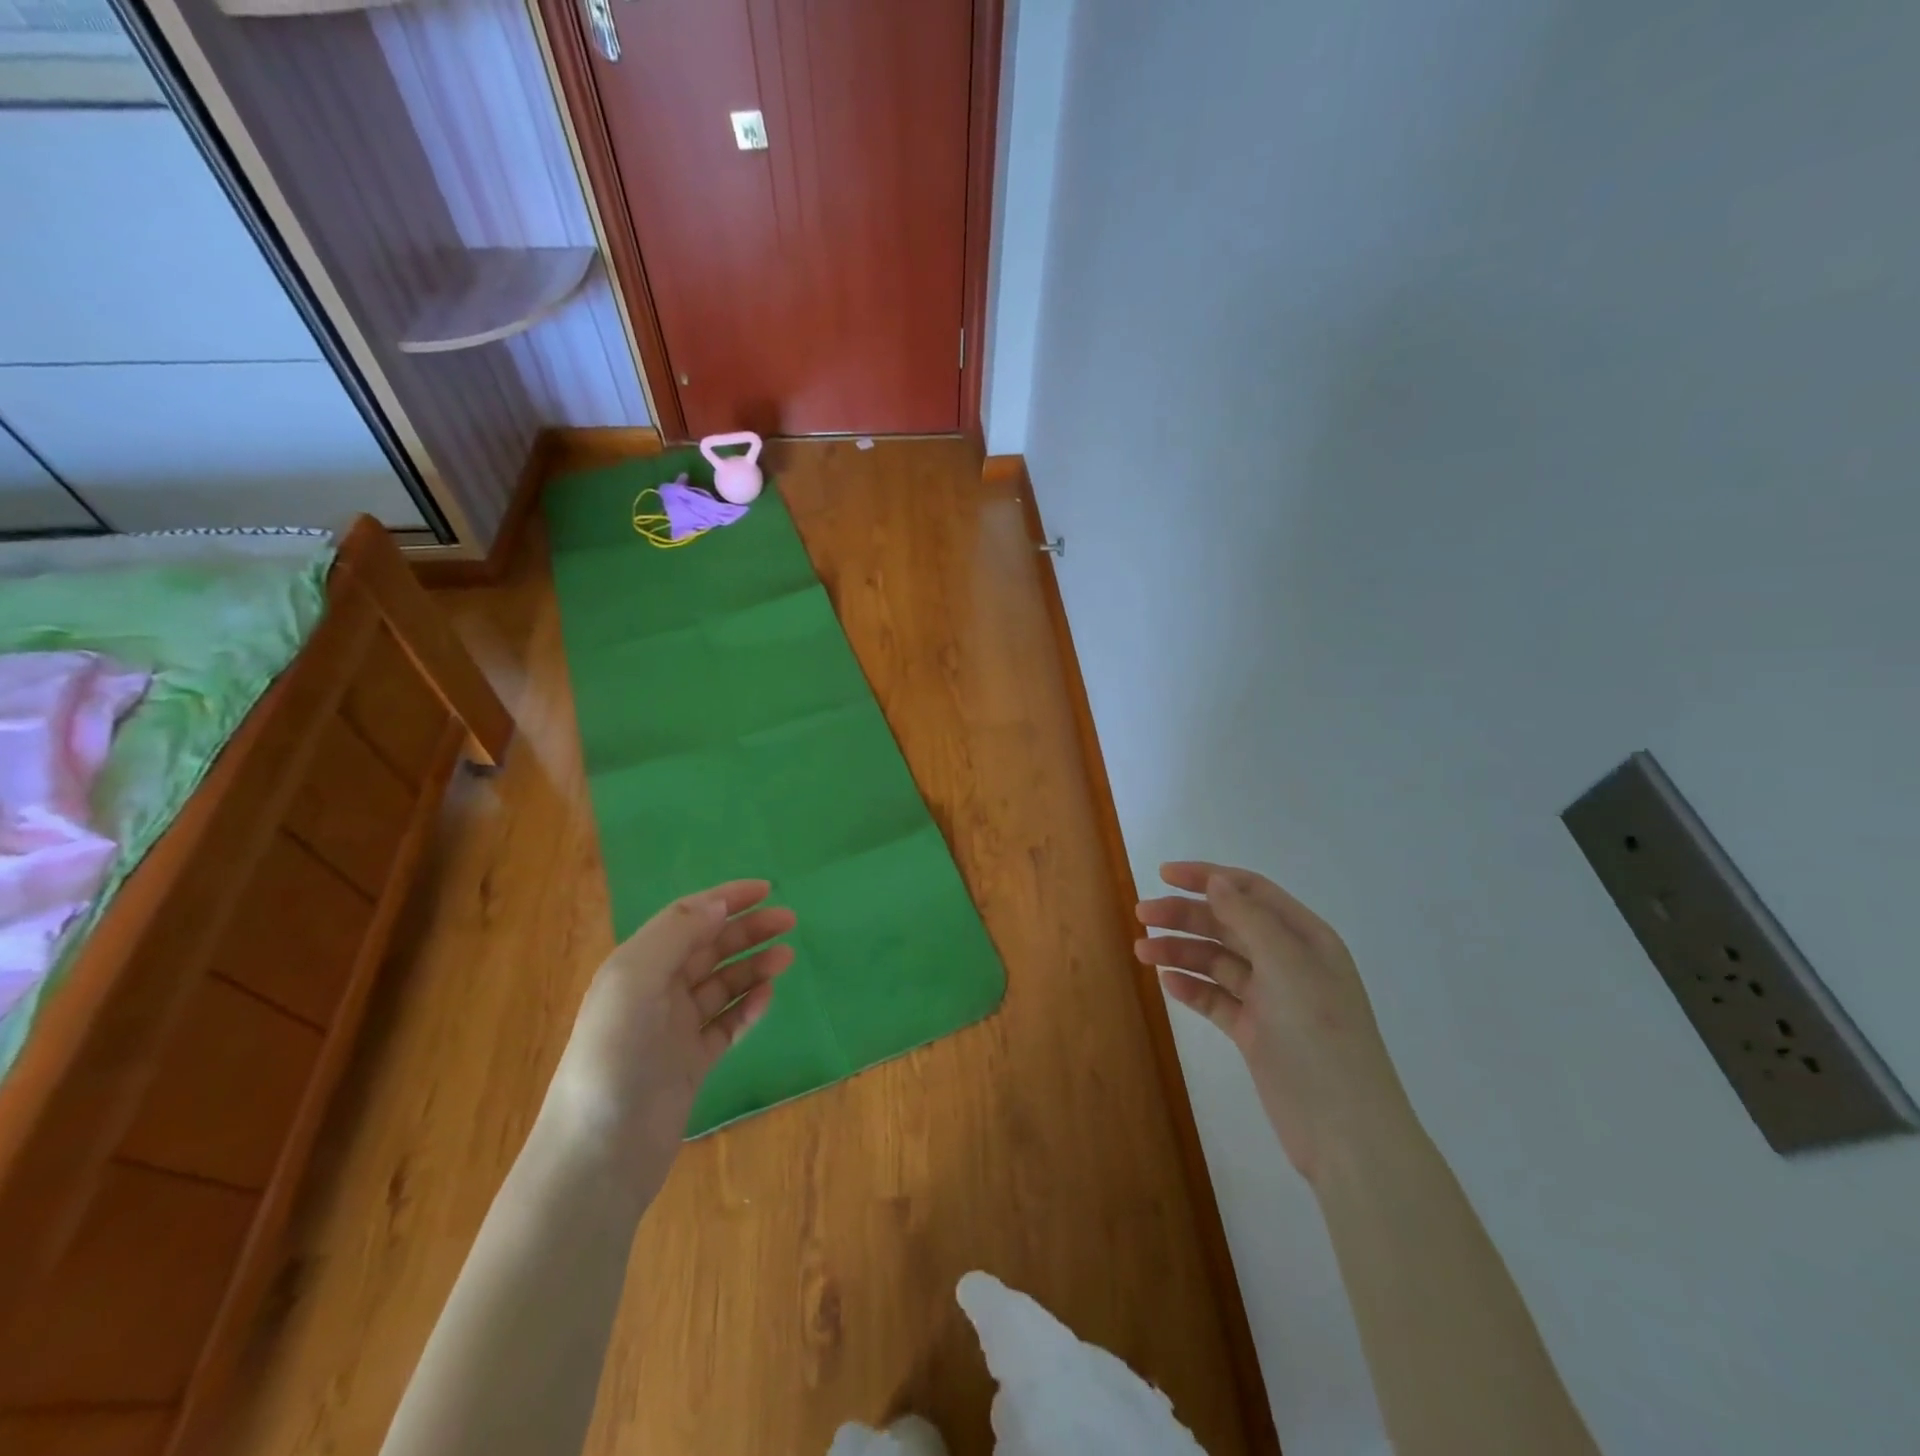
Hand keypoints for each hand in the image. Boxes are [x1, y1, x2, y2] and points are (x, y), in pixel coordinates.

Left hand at [544, 881, 794, 1183]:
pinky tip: (766, 999)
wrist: (598, 1156)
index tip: (767, 888)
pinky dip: (747, 1008)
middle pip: (709, 948)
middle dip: (747, 930)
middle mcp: (655, 993)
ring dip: (753, 967)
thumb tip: (719, 904)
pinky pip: (727, 1025)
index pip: (687, 919)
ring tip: (786, 958)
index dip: (725, 899)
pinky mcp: (691, 1064)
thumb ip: (677, 935)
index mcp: (637, 967)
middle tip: (789, 921)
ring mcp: (674, 1030)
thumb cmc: (613, 1057)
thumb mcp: (635, 981)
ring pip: (722, 985)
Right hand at [1136, 862, 1407, 1184]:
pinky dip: (1192, 988)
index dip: (1207, 877)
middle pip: (1228, 923)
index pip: (1250, 891)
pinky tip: (1168, 982)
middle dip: (1185, 915)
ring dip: (1181, 951)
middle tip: (1141, 915)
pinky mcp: (1256, 1033)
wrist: (1345, 1132)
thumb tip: (1216, 881)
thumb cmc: (1319, 1036)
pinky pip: (1217, 999)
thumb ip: (1248, 919)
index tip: (1163, 874)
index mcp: (1305, 938)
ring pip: (1217, 961)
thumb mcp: (1287, 966)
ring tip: (1141, 951)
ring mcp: (1271, 1000)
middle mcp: (1288, 962)